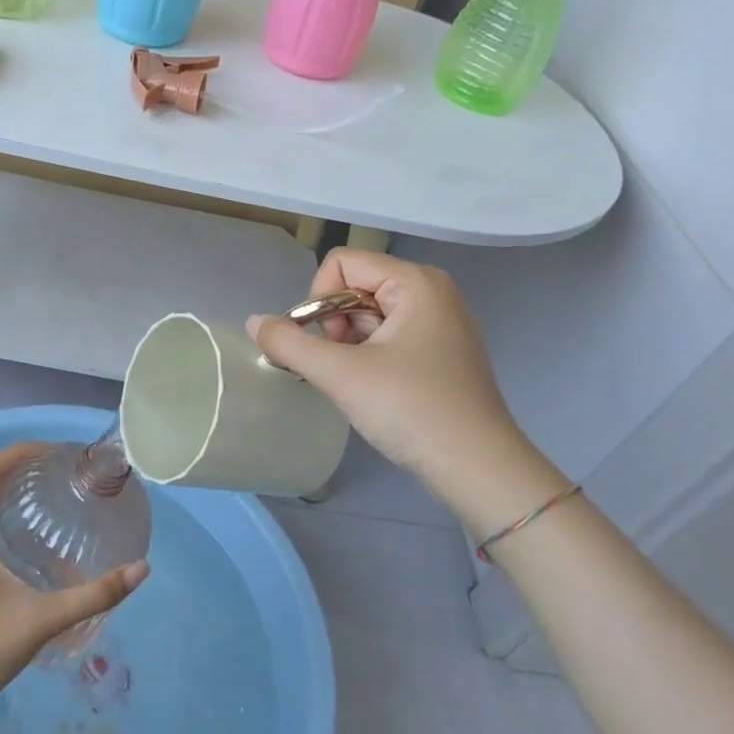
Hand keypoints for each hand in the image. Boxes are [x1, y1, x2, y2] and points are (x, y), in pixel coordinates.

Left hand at [0, 442, 149, 719]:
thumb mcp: (41, 619)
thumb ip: (92, 596)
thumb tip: (140, 570)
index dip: (21, 451)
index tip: (54, 451)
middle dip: (20, 471)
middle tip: (59, 473)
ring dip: (9, 496)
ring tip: (48, 500)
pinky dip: (0, 521)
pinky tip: (26, 544)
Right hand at [247, 250, 561, 531]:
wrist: (479, 469)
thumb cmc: (412, 410)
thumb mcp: (341, 375)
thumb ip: (290, 344)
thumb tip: (253, 321)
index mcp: (415, 282)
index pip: (341, 263)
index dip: (318, 299)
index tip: (323, 344)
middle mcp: (431, 291)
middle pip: (354, 286)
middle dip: (333, 324)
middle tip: (339, 367)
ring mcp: (439, 322)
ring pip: (368, 314)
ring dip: (348, 344)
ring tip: (354, 383)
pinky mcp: (440, 350)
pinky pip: (388, 335)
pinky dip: (368, 355)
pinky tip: (371, 388)